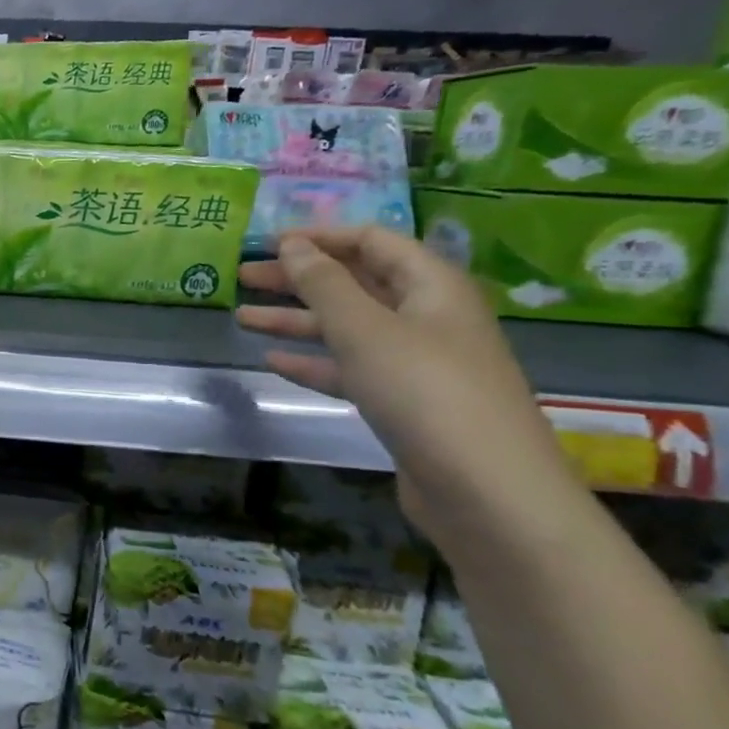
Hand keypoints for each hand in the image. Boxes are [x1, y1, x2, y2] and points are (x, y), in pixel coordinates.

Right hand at [236, 226, 574, 531]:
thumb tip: (293, 245)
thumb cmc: (424, 391)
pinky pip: (350, 369)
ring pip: (347, 328)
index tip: (268, 243)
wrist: (486, 491)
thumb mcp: (365, 329)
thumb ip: (323, 284)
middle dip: (299, 278)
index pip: (372, 241)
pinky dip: (313, 362)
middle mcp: (426, 316)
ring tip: (242, 316)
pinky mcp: (402, 402)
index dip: (321, 237)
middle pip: (355, 284)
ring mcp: (415, 362)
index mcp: (431, 286)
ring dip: (296, 320)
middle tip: (244, 276)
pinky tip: (273, 361)